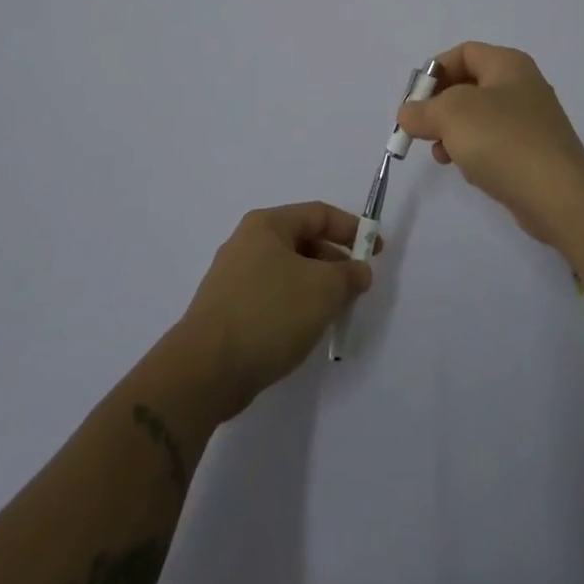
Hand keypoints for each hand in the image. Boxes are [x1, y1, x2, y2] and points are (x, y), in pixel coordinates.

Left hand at [174, 203, 377, 418]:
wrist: (205, 370)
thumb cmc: (269, 313)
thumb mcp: (323, 289)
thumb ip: (349, 274)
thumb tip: (359, 271)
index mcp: (267, 224)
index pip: (319, 214)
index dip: (353, 229)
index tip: (377, 251)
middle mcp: (247, 242)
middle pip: (303, 241)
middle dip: (335, 262)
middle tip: (357, 288)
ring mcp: (233, 277)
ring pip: (288, 272)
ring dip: (316, 286)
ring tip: (335, 312)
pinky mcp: (228, 309)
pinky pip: (272, 296)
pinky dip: (295, 306)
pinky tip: (305, 330)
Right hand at [394, 42, 583, 251]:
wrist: (557, 193)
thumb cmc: (501, 139)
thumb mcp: (450, 115)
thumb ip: (422, 110)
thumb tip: (408, 114)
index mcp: (508, 64)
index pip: (463, 53)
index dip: (435, 72)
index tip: (416, 100)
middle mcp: (523, 85)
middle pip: (469, 85)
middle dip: (440, 106)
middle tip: (422, 128)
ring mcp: (531, 121)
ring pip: (480, 117)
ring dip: (453, 133)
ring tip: (441, 154)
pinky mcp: (534, 152)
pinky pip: (495, 143)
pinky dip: (475, 152)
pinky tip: (468, 170)